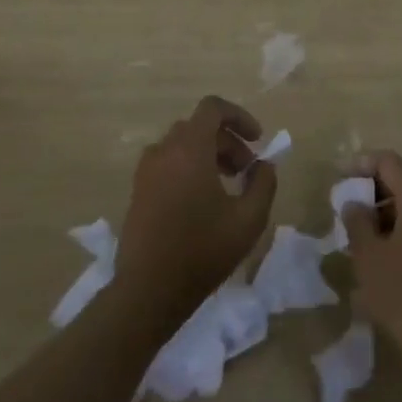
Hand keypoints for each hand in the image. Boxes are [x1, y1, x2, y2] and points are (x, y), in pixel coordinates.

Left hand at [117, 96, 276, 325]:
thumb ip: (263, 183)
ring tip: (227, 186)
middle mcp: (164, 151)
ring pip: (182, 146)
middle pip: (199, 127)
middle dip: (228, 142)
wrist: (146, 293)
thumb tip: (263, 165)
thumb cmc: (202, 251)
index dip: (239, 116)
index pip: (213, 108)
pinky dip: (188, 168)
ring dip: (208, 155)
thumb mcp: (249, 219)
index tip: (257, 140)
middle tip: (246, 171)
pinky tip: (202, 202)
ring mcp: (146, 172)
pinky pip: (167, 164)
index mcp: (189, 149)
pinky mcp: (138, 192)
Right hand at [341, 151, 401, 380]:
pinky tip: (388, 248)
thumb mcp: (369, 259)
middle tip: (353, 200)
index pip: (390, 162)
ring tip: (365, 228)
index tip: (340, 177)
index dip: (362, 164)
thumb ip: (358, 223)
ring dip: (393, 203)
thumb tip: (355, 203)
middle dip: (379, 182)